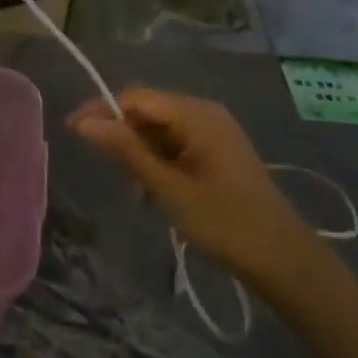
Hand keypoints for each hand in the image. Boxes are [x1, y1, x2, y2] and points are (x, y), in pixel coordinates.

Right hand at [69, 88, 321, 282]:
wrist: (285, 260)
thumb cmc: (225, 222)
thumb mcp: (168, 188)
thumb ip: (126, 151)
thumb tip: (84, 122)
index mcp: (195, 113)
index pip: (135, 97)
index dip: (102, 110)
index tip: (73, 131)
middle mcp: (204, 112)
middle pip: (148, 110)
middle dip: (123, 134)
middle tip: (109, 171)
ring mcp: (214, 131)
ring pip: (160, 128)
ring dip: (141, 152)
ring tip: (135, 188)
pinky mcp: (218, 151)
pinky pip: (177, 143)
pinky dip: (159, 160)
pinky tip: (154, 190)